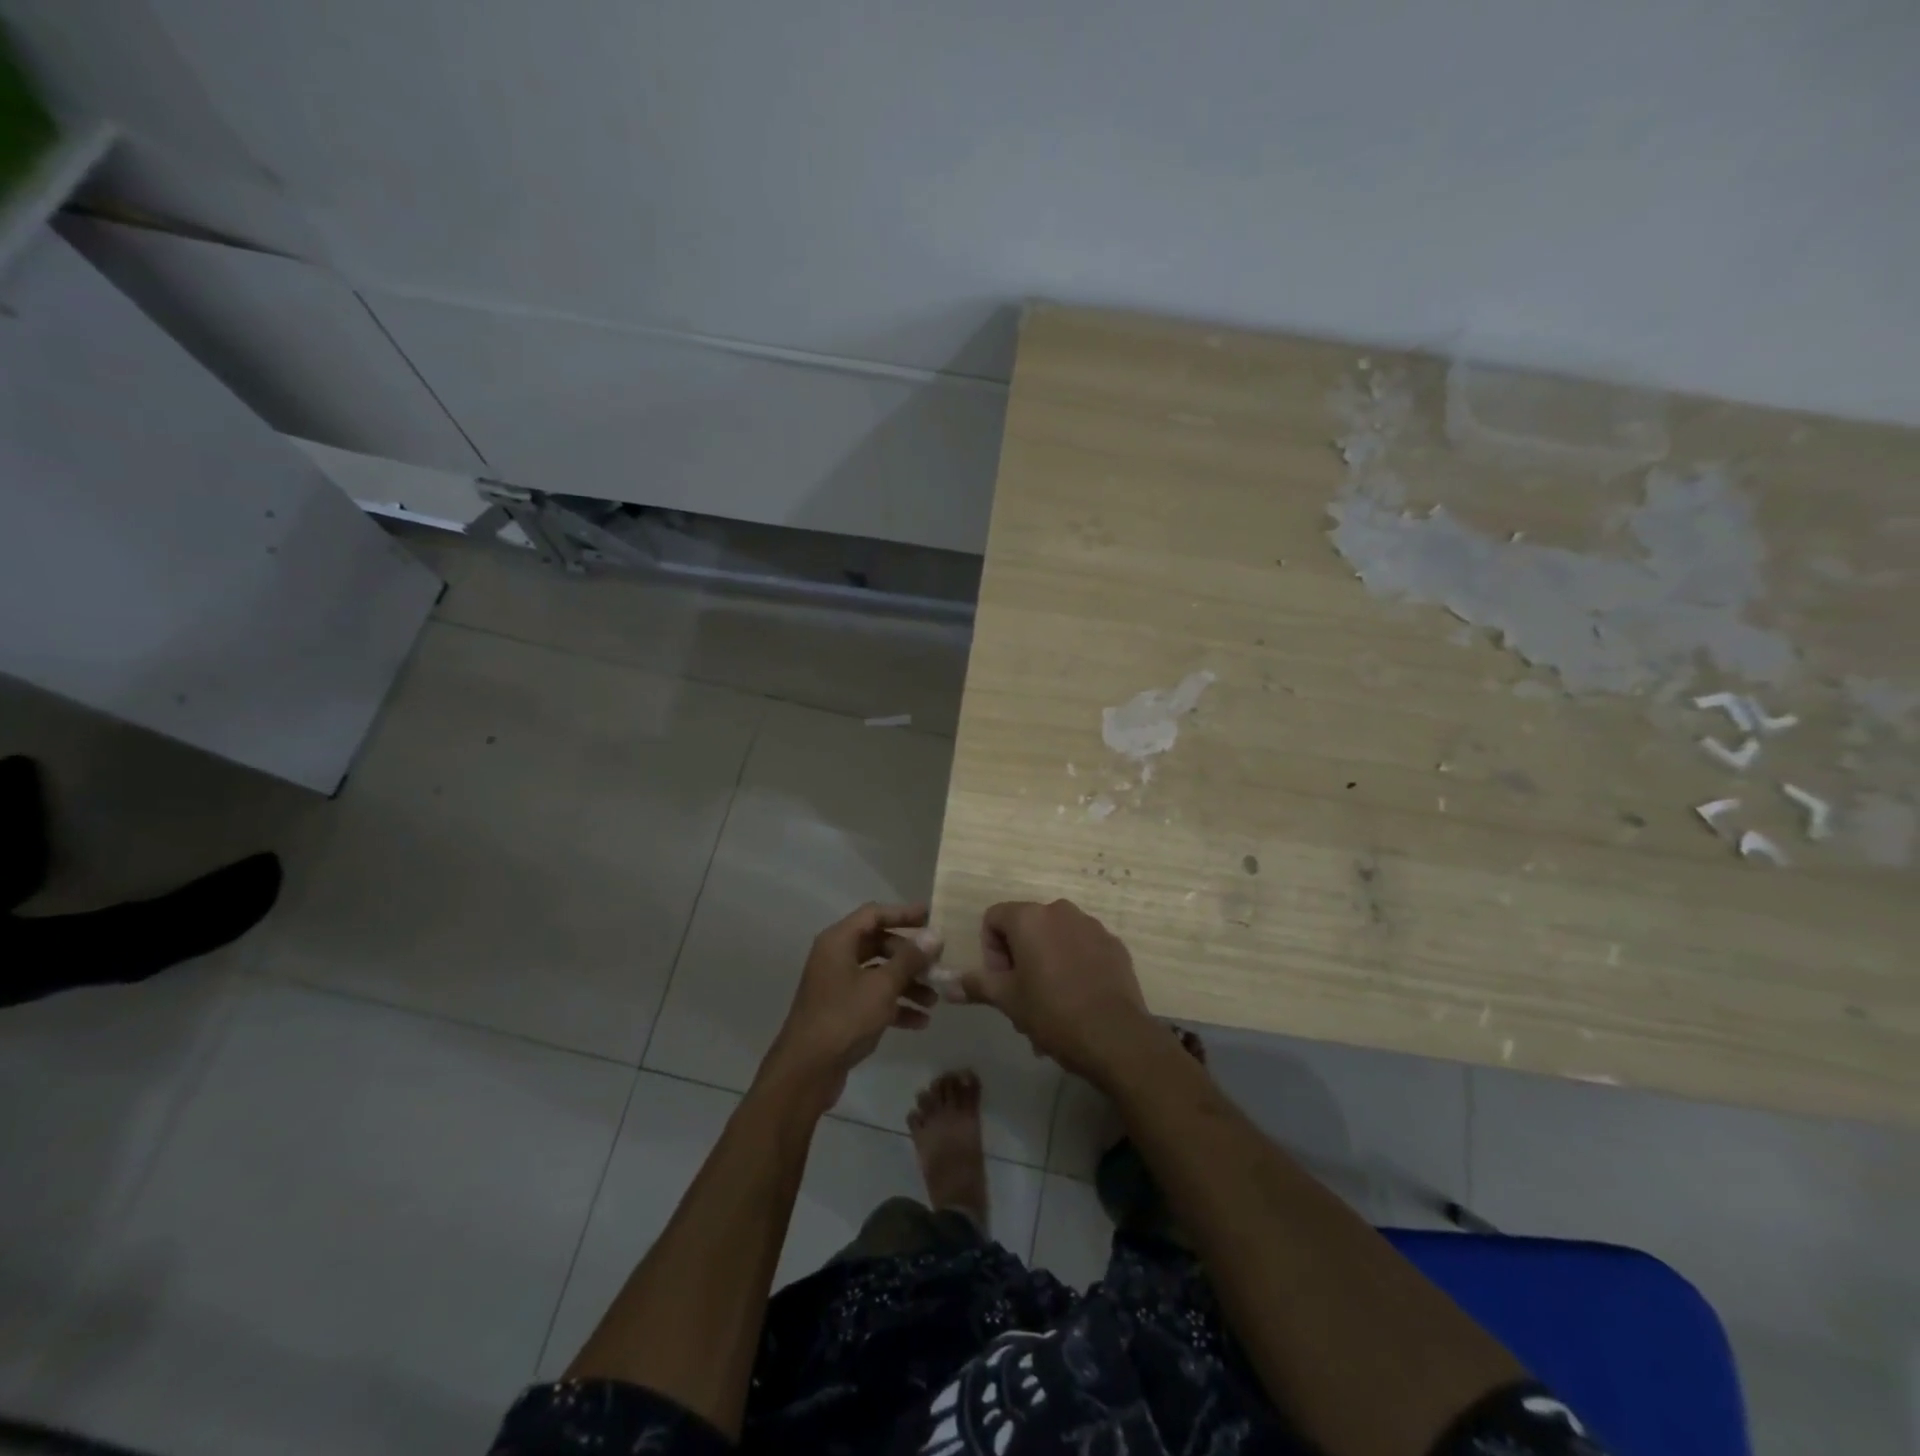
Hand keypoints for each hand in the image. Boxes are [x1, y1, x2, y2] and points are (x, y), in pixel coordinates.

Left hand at [763, 902, 935, 1109]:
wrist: (807, 1071)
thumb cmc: (844, 1018)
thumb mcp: (882, 986)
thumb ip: (909, 959)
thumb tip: (934, 935)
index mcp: (839, 942)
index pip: (874, 914)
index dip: (903, 913)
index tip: (931, 916)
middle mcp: (836, 957)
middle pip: (879, 944)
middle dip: (910, 957)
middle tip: (937, 966)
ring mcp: (838, 985)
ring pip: (879, 974)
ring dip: (907, 984)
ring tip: (934, 1000)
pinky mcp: (842, 1011)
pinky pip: (873, 998)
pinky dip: (895, 1006)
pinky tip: (920, 1022)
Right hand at [964, 899, 1152, 1082]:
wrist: (1115, 1036)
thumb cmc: (1052, 1012)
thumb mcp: (1008, 1000)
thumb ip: (976, 984)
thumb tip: (946, 984)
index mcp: (1030, 917)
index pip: (994, 918)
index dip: (991, 951)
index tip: (1002, 983)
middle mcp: (1060, 911)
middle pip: (1026, 927)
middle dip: (1019, 959)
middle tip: (1023, 998)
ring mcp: (1091, 926)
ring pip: (1055, 938)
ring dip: (1045, 964)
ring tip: (1051, 1005)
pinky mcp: (1114, 944)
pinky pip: (1083, 947)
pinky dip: (1074, 965)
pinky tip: (1078, 999)